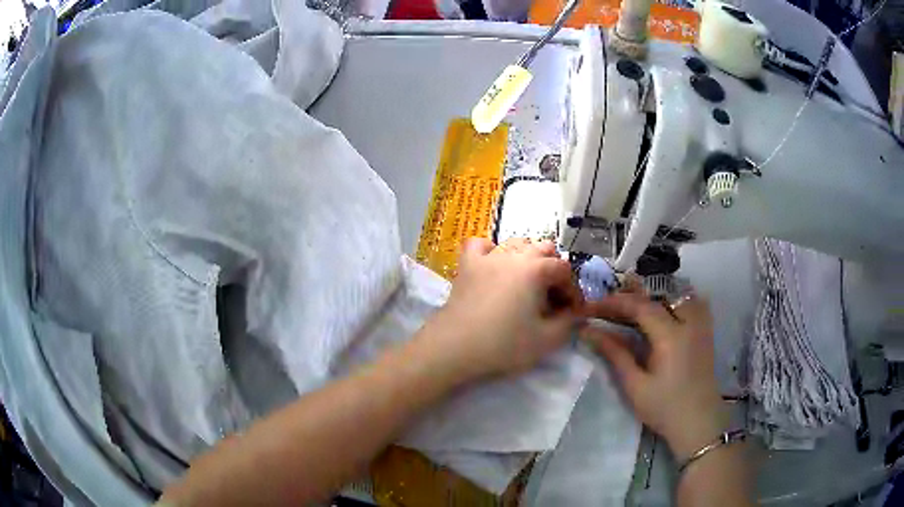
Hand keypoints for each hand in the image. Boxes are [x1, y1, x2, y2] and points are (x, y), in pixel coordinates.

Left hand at [422, 237, 582, 379]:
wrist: (453, 348)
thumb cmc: (503, 344)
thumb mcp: (546, 340)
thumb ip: (569, 323)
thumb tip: (578, 313)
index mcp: (535, 269)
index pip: (564, 270)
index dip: (573, 290)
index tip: (572, 312)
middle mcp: (513, 255)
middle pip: (543, 249)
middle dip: (554, 271)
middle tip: (552, 299)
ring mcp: (487, 257)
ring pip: (516, 243)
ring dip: (529, 258)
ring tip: (528, 283)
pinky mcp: (466, 266)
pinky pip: (481, 245)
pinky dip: (492, 251)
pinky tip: (494, 267)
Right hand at [580, 284, 727, 461]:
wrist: (698, 423)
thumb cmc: (664, 408)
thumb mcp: (635, 385)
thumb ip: (615, 353)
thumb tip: (589, 331)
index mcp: (670, 336)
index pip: (640, 306)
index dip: (614, 302)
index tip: (592, 307)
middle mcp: (689, 322)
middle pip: (658, 294)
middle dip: (632, 294)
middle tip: (609, 304)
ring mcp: (701, 324)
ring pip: (678, 293)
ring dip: (655, 293)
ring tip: (634, 302)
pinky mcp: (706, 331)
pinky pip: (692, 302)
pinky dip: (674, 299)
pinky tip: (664, 308)